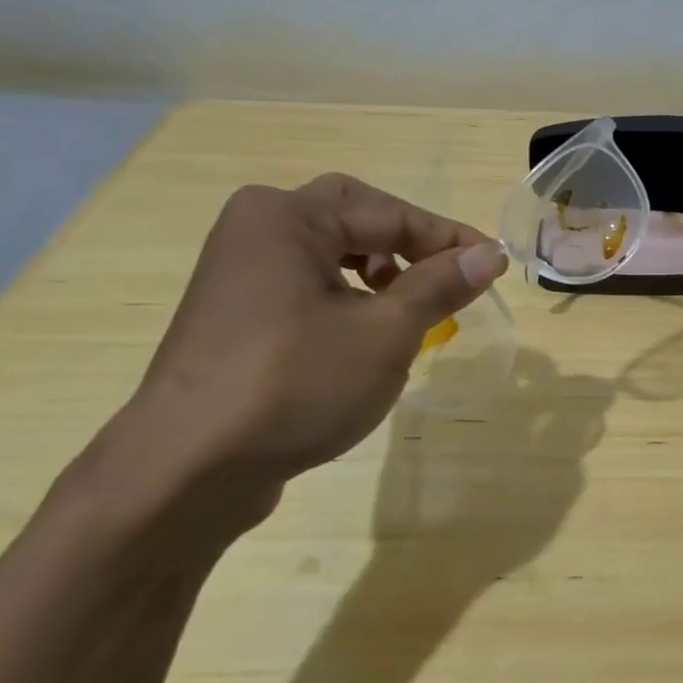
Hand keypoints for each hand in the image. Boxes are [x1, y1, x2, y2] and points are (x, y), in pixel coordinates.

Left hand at [98, 173, 507, 534]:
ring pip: (330, 251)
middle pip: (354, 215)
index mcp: (287, 217)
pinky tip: (366, 333)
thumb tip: (490, 254)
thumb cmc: (294, 385)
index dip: (449, 238)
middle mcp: (256, 230)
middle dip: (408, 241)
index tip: (496, 263)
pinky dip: (348, 295)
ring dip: (381, 269)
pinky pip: (306, 283)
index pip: (391, 213)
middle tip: (447, 272)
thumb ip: (440, 285)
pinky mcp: (236, 314)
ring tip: (412, 306)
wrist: (187, 469)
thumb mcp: (384, 333)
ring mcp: (239, 273)